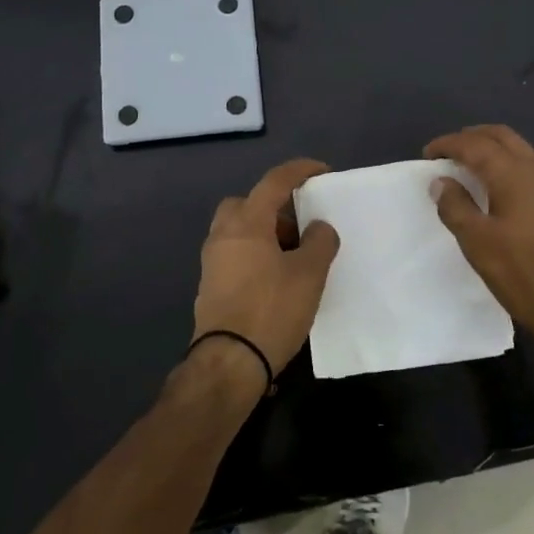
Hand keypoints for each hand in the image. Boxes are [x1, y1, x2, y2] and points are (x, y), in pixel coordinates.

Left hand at [191, 158, 340, 381]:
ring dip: (265, 233)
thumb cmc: (271, 310)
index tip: (322, 172)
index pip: (274, 182)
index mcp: (247, 223)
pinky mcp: (211, 286)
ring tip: (295, 256)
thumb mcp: (309, 274)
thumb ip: (320, 242)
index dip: (300, 171)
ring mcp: (212, 262)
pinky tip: (277, 279)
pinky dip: (255, 255)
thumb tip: (318, 226)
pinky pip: (235, 255)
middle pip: (248, 203)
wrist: (228, 362)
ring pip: (239, 231)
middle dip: (274, 207)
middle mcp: (223, 235)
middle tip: (300, 225)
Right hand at [426, 125, 533, 367]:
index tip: (428, 154)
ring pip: (521, 149)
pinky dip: (510, 164)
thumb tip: (441, 181)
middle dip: (472, 137)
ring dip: (493, 149)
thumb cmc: (526, 275)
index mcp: (513, 174)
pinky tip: (502, 189)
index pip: (475, 144)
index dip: (448, 144)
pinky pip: (533, 167)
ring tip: (471, 168)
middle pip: (501, 136)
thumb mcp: (479, 244)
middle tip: (448, 153)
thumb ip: (456, 207)